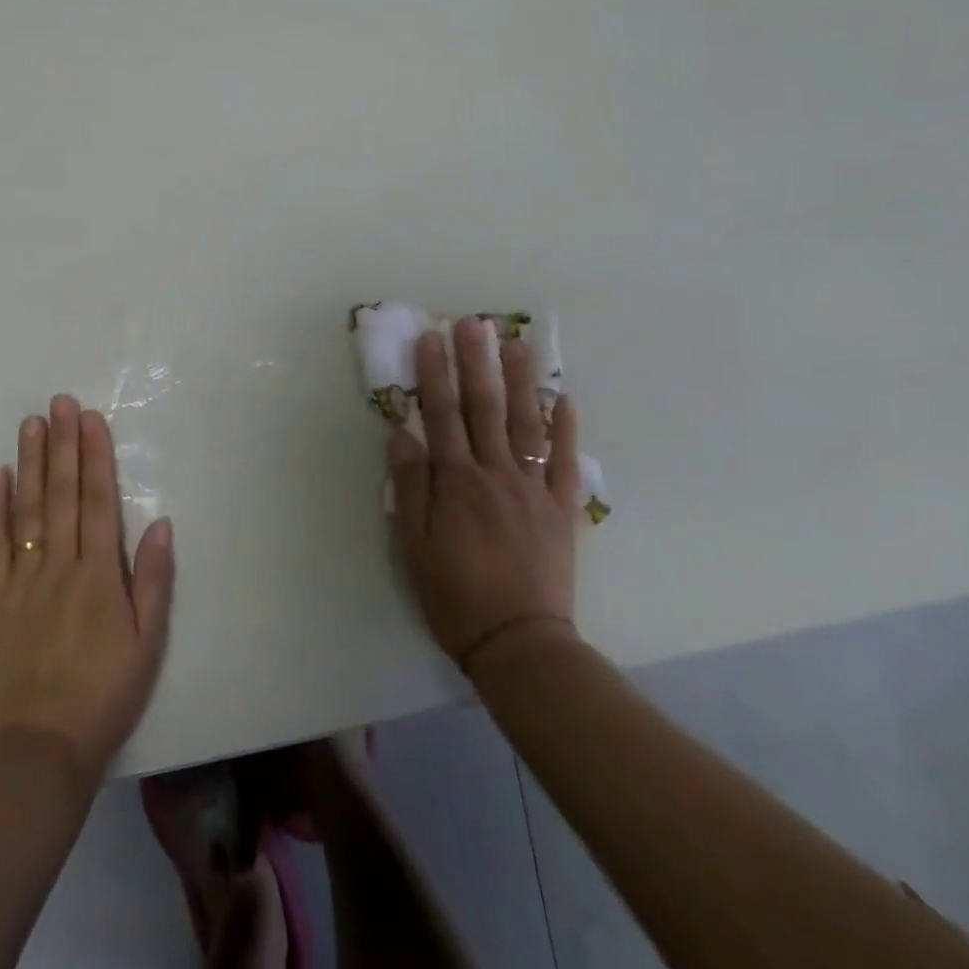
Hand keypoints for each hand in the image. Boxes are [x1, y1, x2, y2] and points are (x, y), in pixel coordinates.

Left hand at [0, 395, 174, 777]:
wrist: (44, 746)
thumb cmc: (107, 691)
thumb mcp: (148, 641)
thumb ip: (153, 579)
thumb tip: (160, 522)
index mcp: (98, 575)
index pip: (97, 502)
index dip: (94, 457)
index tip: (90, 419)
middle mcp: (59, 566)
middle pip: (60, 495)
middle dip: (62, 445)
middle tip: (59, 402)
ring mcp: (22, 581)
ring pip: (26, 510)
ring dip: (29, 463)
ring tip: (31, 424)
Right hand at [388, 317, 582, 673]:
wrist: (520, 645)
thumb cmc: (455, 595)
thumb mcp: (414, 546)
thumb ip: (410, 486)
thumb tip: (402, 433)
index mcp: (457, 482)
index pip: (442, 414)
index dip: (435, 373)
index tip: (431, 336)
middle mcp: (496, 474)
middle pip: (485, 408)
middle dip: (477, 362)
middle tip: (474, 323)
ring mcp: (534, 489)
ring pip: (527, 424)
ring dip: (521, 381)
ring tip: (517, 343)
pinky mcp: (562, 509)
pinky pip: (565, 462)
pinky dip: (566, 429)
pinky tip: (566, 398)